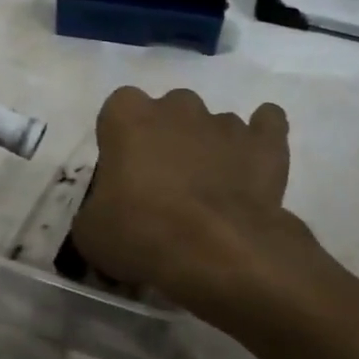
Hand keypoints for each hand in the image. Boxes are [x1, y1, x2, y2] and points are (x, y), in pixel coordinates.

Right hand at [72, 87, 298, 321]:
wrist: (217, 251)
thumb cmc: (141, 233)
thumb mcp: (91, 232)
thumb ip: (95, 209)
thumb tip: (106, 213)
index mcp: (128, 117)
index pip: (117, 110)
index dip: (120, 140)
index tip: (122, 174)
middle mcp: (176, 107)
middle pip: (168, 110)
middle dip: (166, 138)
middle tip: (164, 183)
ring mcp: (224, 122)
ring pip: (213, 123)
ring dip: (208, 147)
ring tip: (209, 191)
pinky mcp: (265, 143)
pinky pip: (267, 124)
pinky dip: (260, 137)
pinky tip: (254, 161)